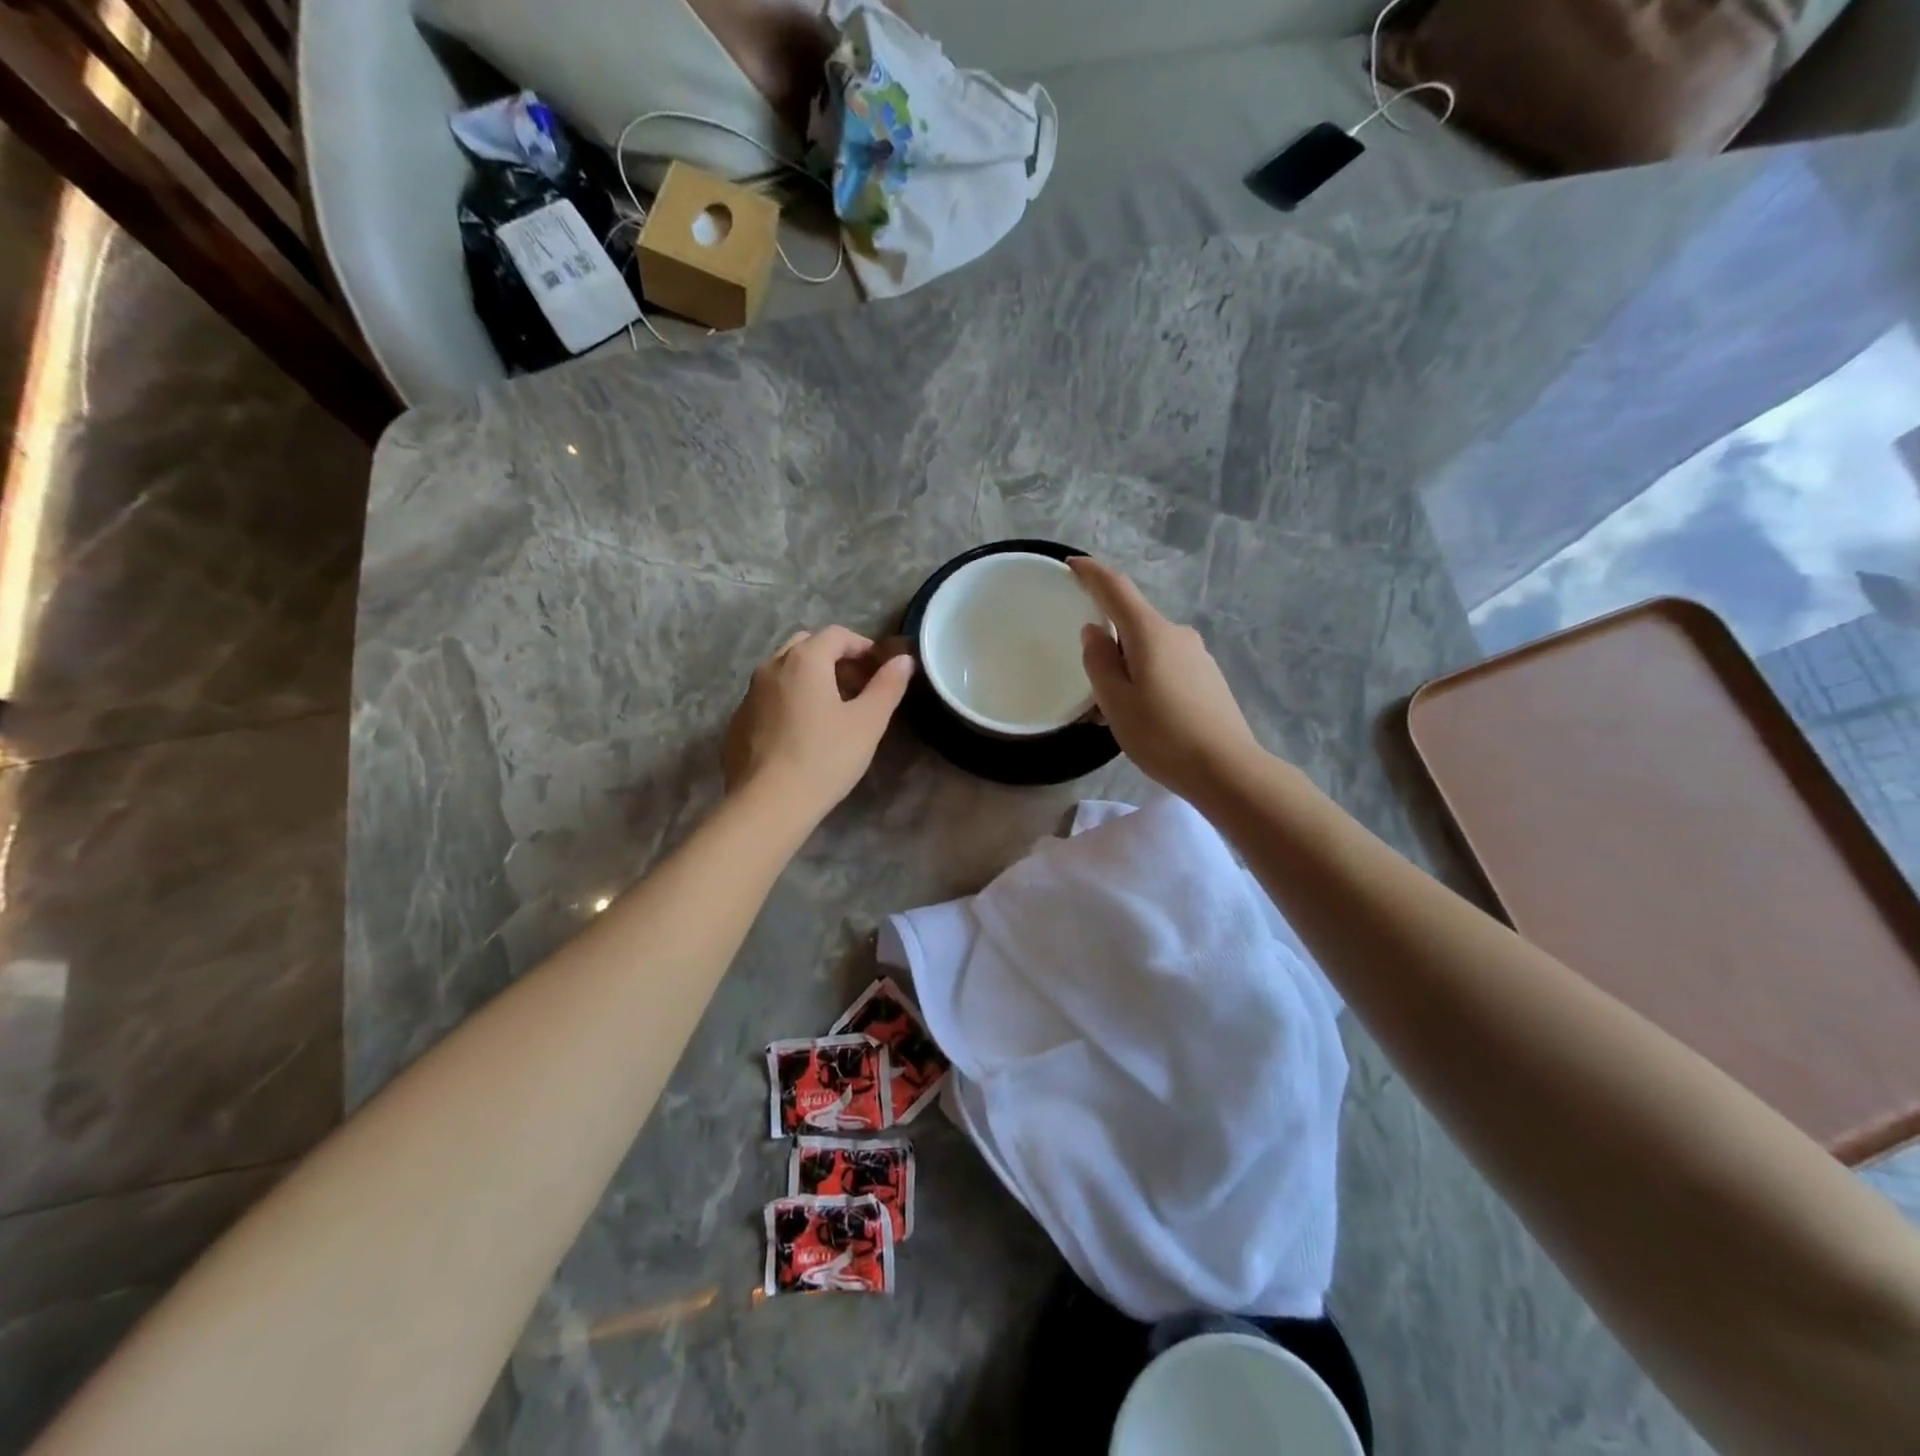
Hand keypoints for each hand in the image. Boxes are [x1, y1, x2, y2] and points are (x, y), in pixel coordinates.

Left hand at [724, 627, 914, 823]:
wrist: (768, 803)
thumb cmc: (825, 758)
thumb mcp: (868, 723)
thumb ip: (887, 686)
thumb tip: (903, 660)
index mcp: (804, 660)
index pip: (837, 634)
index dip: (862, 646)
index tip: (880, 669)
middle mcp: (772, 667)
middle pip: (806, 646)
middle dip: (834, 658)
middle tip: (857, 686)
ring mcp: (749, 694)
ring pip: (784, 671)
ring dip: (810, 679)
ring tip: (832, 710)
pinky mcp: (738, 721)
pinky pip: (769, 698)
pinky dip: (789, 700)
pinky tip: (802, 733)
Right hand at [1069, 557, 1263, 802]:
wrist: (1227, 769)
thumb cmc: (1162, 735)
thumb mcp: (1116, 702)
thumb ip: (1099, 662)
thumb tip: (1094, 631)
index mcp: (1151, 633)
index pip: (1116, 589)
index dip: (1092, 574)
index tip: (1072, 565)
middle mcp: (1177, 634)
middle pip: (1133, 622)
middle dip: (1107, 639)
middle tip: (1086, 675)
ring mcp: (1197, 656)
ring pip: (1150, 649)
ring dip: (1127, 666)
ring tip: (1111, 708)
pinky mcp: (1208, 678)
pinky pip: (1167, 666)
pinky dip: (1146, 678)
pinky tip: (1142, 714)